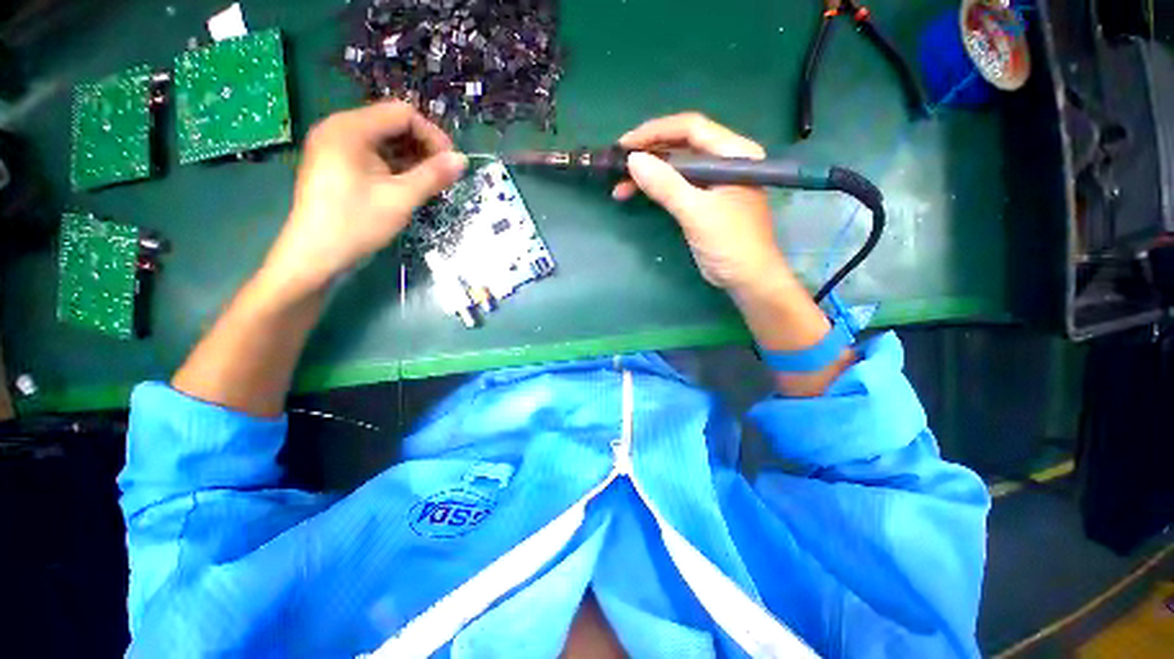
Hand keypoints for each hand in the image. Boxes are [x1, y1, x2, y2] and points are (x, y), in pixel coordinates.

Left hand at [262, 101, 466, 298]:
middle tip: (443, 175)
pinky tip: (409, 185)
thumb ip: (433, 176)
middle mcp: (340, 128)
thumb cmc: (356, 224)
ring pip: (384, 141)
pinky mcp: (336, 164)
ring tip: (431, 183)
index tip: (451, 163)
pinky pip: (373, 154)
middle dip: (423, 146)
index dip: (432, 135)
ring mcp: (336, 146)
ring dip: (411, 158)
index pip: (402, 114)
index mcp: (350, 128)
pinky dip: (395, 166)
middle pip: (392, 124)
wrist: (315, 255)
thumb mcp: (400, 199)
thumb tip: (462, 160)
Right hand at [613, 113, 787, 292]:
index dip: (655, 132)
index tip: (625, 146)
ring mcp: (713, 182)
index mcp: (733, 153)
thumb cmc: (730, 243)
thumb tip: (633, 160)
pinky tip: (636, 194)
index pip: (691, 128)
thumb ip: (666, 185)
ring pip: (675, 168)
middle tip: (618, 166)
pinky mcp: (703, 201)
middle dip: (648, 154)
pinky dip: (655, 189)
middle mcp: (724, 161)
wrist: (746, 278)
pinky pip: (676, 186)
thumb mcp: (697, 212)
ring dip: (648, 174)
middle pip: (681, 146)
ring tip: (619, 186)